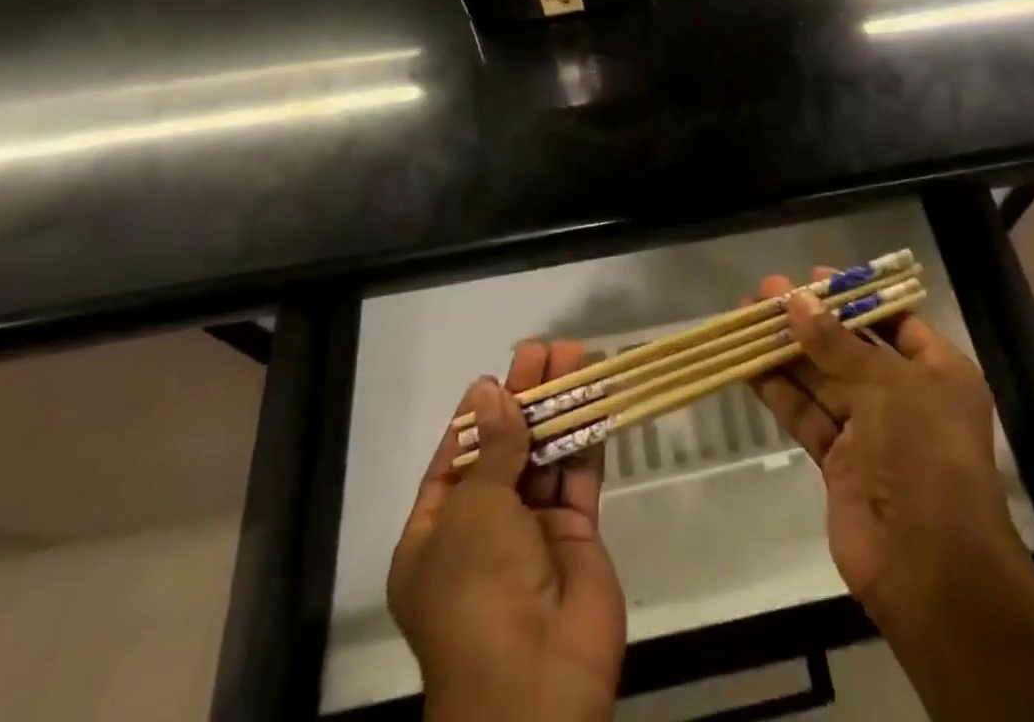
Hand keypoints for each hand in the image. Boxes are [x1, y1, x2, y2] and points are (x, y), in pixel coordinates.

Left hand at [387, 341, 626, 721]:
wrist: (535, 682)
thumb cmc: (479, 590)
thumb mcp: (474, 511)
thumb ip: (495, 447)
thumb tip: (491, 390)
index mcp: (435, 536)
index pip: (455, 460)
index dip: (478, 415)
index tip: (500, 374)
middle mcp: (482, 532)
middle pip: (506, 450)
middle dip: (525, 400)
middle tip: (547, 351)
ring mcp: (532, 532)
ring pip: (545, 456)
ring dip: (560, 408)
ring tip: (577, 357)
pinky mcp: (576, 533)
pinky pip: (578, 476)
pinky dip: (587, 436)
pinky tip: (597, 396)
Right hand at [746, 271, 1025, 625]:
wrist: (930, 569)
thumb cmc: (924, 455)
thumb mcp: (886, 385)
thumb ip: (836, 343)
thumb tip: (795, 302)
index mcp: (937, 371)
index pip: (892, 320)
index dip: (852, 297)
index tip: (812, 277)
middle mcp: (905, 395)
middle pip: (850, 347)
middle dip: (809, 320)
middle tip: (764, 293)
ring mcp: (870, 430)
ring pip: (823, 379)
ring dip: (787, 351)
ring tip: (746, 319)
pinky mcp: (839, 461)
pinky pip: (807, 414)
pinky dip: (780, 391)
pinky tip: (748, 366)